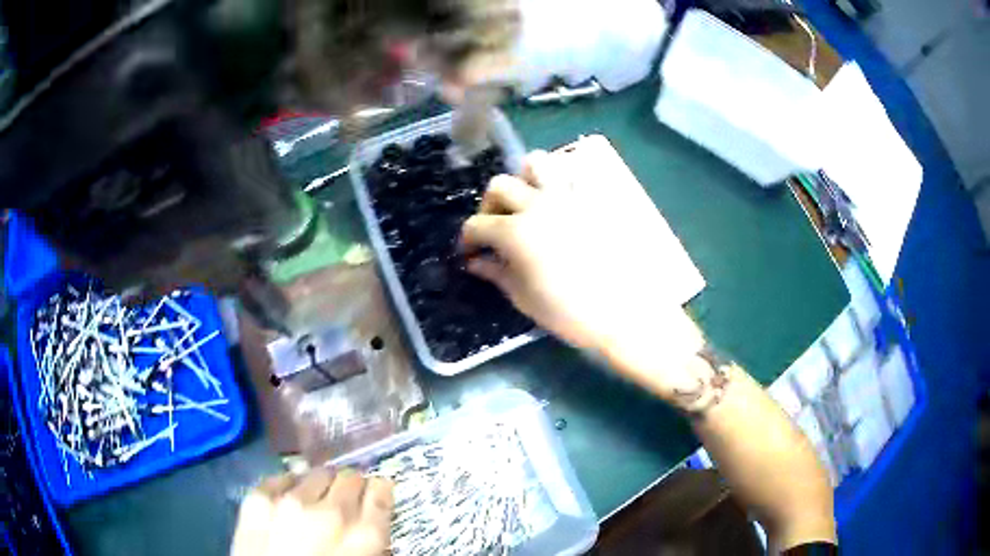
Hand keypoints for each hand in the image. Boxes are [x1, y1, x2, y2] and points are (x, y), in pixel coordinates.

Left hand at [231, 468, 391, 555]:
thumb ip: (371, 544)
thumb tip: (370, 523)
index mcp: (364, 537)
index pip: (380, 493)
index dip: (380, 489)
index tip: (376, 491)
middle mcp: (330, 513)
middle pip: (349, 478)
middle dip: (351, 485)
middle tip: (346, 496)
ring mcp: (290, 503)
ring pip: (316, 473)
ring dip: (322, 484)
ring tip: (316, 496)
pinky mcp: (257, 500)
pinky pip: (280, 477)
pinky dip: (289, 484)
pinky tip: (289, 496)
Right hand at [460, 142, 707, 400]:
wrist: (626, 314)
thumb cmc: (571, 314)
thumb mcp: (526, 299)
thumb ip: (497, 274)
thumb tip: (475, 261)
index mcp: (516, 233)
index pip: (477, 224)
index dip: (467, 237)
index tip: (469, 251)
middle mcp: (538, 205)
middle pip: (500, 185)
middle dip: (489, 204)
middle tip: (496, 226)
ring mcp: (570, 197)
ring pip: (537, 162)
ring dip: (525, 178)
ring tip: (529, 201)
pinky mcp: (596, 199)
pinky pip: (576, 174)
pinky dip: (562, 180)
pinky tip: (564, 202)